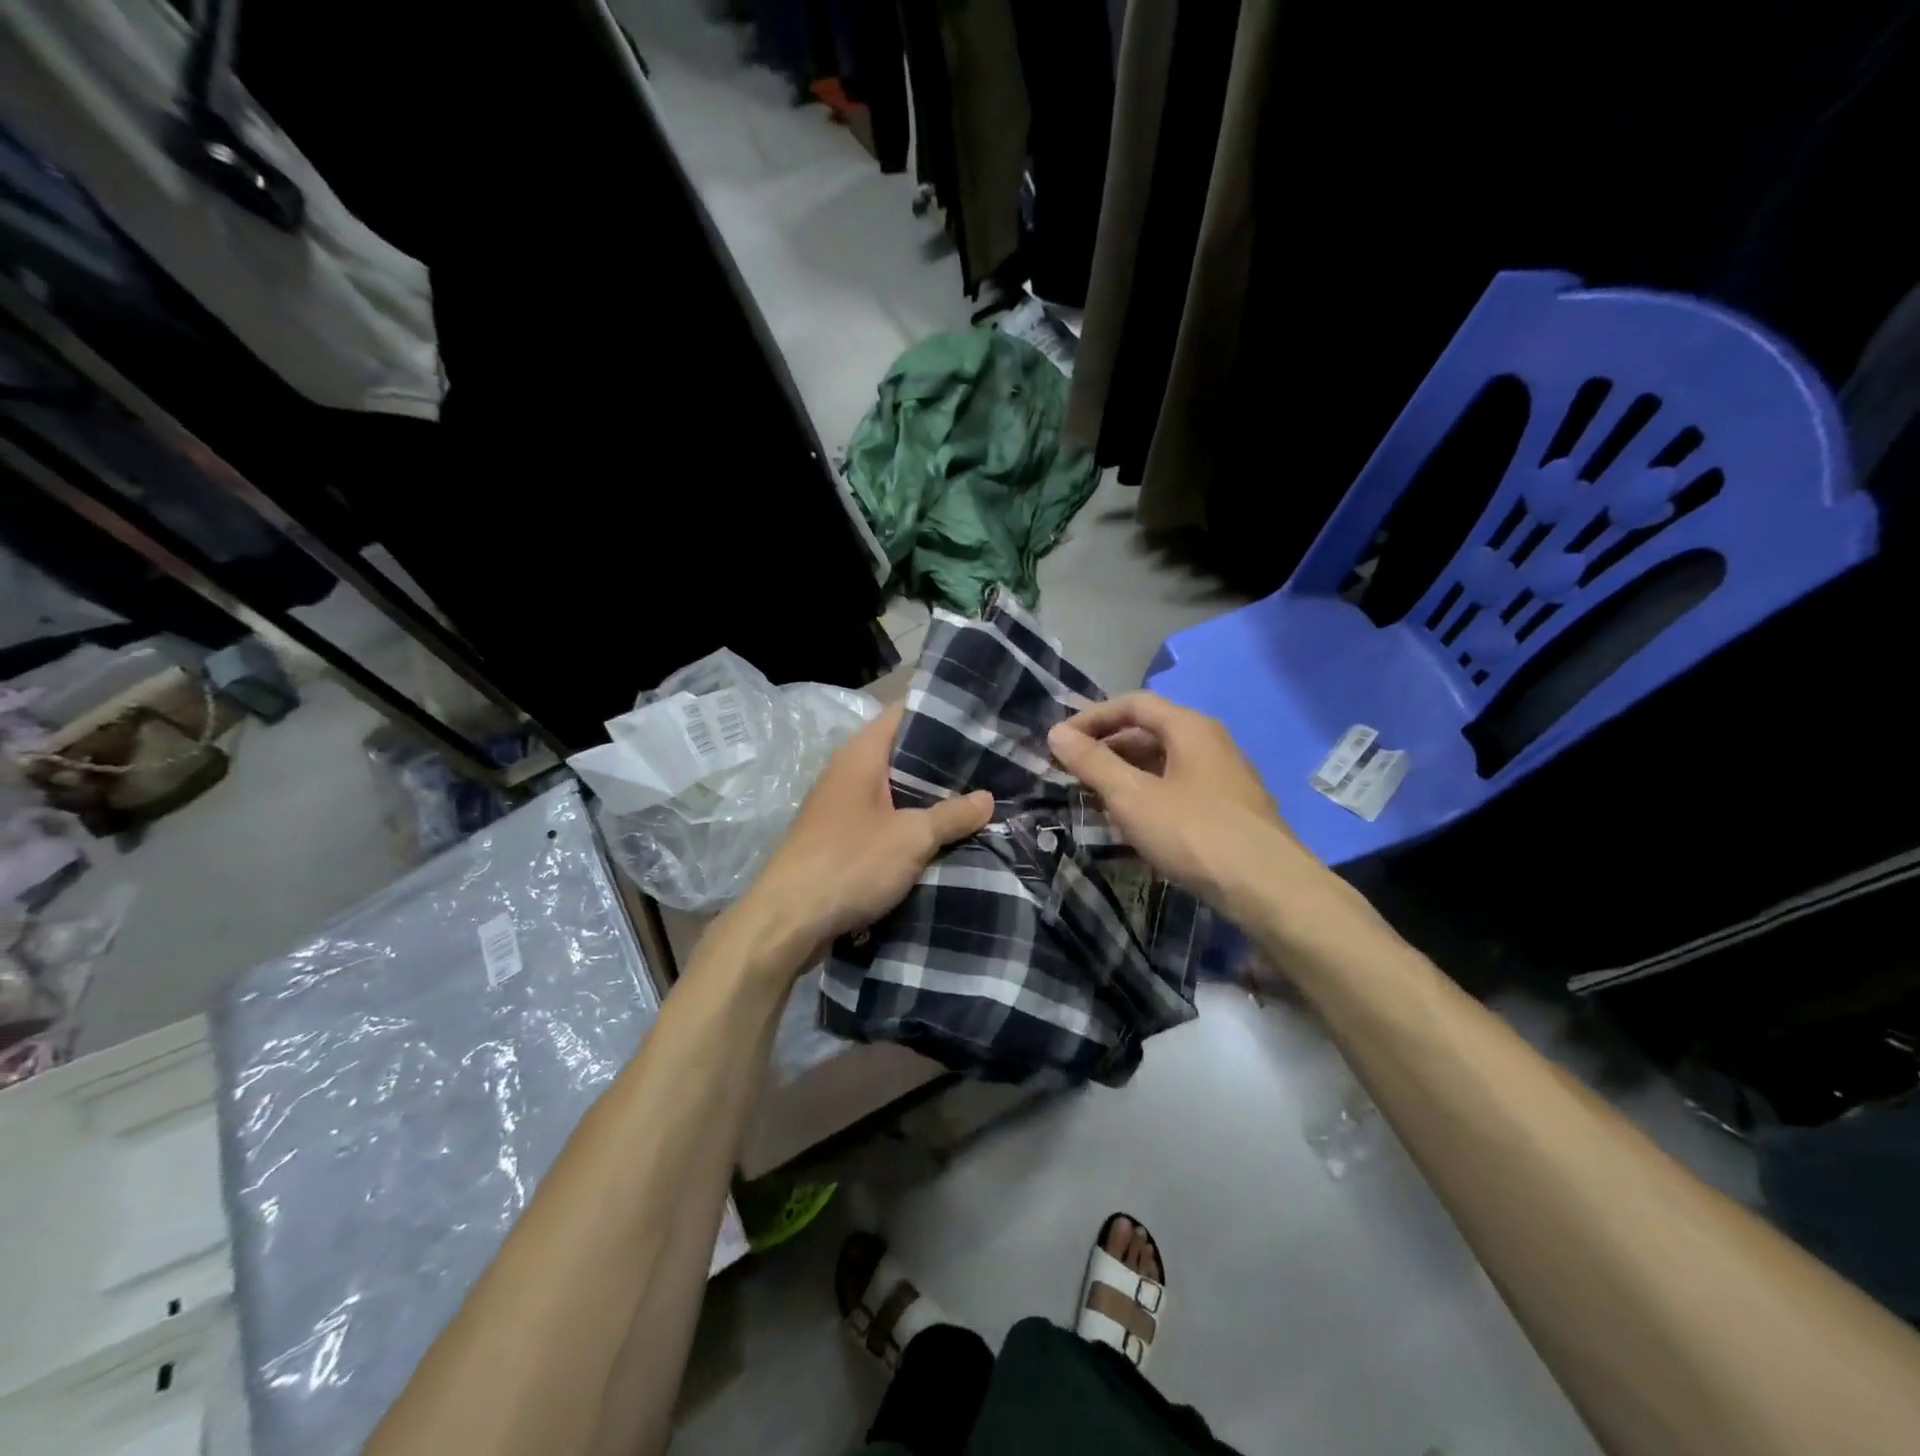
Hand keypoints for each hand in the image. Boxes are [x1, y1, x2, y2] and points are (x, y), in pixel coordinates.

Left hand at [734, 705, 992, 971]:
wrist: (788, 921)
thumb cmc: (851, 863)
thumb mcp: (912, 838)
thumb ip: (951, 815)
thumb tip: (987, 798)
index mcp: (861, 755)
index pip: (904, 714)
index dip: (940, 712)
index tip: (979, 719)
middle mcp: (848, 772)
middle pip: (902, 753)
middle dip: (942, 760)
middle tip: (990, 762)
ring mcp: (842, 807)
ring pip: (895, 791)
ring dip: (928, 797)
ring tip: (975, 796)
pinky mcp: (841, 839)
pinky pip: (885, 820)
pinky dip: (911, 823)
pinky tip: (943, 835)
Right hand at [1046, 692, 1313, 920]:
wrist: (1267, 887)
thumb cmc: (1193, 832)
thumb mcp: (1132, 796)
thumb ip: (1092, 762)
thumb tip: (1057, 732)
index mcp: (1189, 727)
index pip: (1133, 704)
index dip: (1092, 717)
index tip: (1059, 741)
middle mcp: (1210, 742)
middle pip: (1149, 731)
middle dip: (1106, 748)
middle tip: (1072, 772)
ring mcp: (1223, 776)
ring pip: (1163, 763)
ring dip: (1125, 775)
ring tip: (1094, 799)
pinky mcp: (1229, 808)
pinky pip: (1178, 788)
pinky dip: (1148, 795)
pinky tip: (1133, 824)